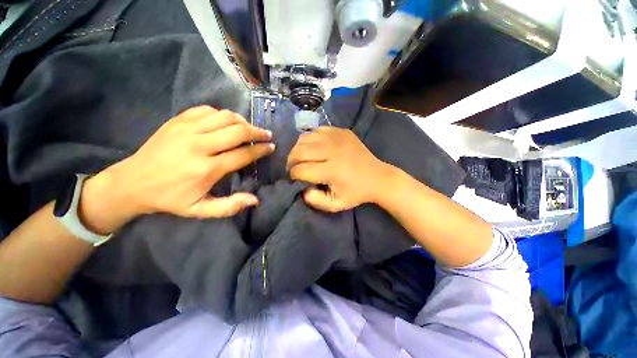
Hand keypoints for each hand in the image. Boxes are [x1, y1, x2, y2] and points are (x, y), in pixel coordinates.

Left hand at [80, 106, 273, 232]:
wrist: (132, 182)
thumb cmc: (170, 198)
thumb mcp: (200, 210)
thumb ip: (229, 207)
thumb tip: (255, 200)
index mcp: (206, 169)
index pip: (243, 154)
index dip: (261, 150)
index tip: (271, 147)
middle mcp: (198, 145)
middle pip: (237, 131)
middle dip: (257, 132)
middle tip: (267, 135)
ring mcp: (186, 129)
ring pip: (225, 117)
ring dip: (243, 121)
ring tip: (249, 128)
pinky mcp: (177, 121)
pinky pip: (207, 110)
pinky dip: (222, 115)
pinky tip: (227, 122)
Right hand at [287, 127, 393, 211]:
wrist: (378, 177)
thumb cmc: (356, 193)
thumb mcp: (335, 205)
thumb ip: (314, 200)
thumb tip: (301, 188)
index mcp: (331, 170)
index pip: (300, 170)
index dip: (293, 176)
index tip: (296, 180)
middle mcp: (332, 150)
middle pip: (298, 151)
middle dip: (291, 161)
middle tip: (295, 168)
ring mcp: (337, 137)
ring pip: (304, 138)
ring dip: (298, 149)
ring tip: (302, 158)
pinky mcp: (341, 131)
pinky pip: (316, 130)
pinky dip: (311, 139)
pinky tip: (314, 148)